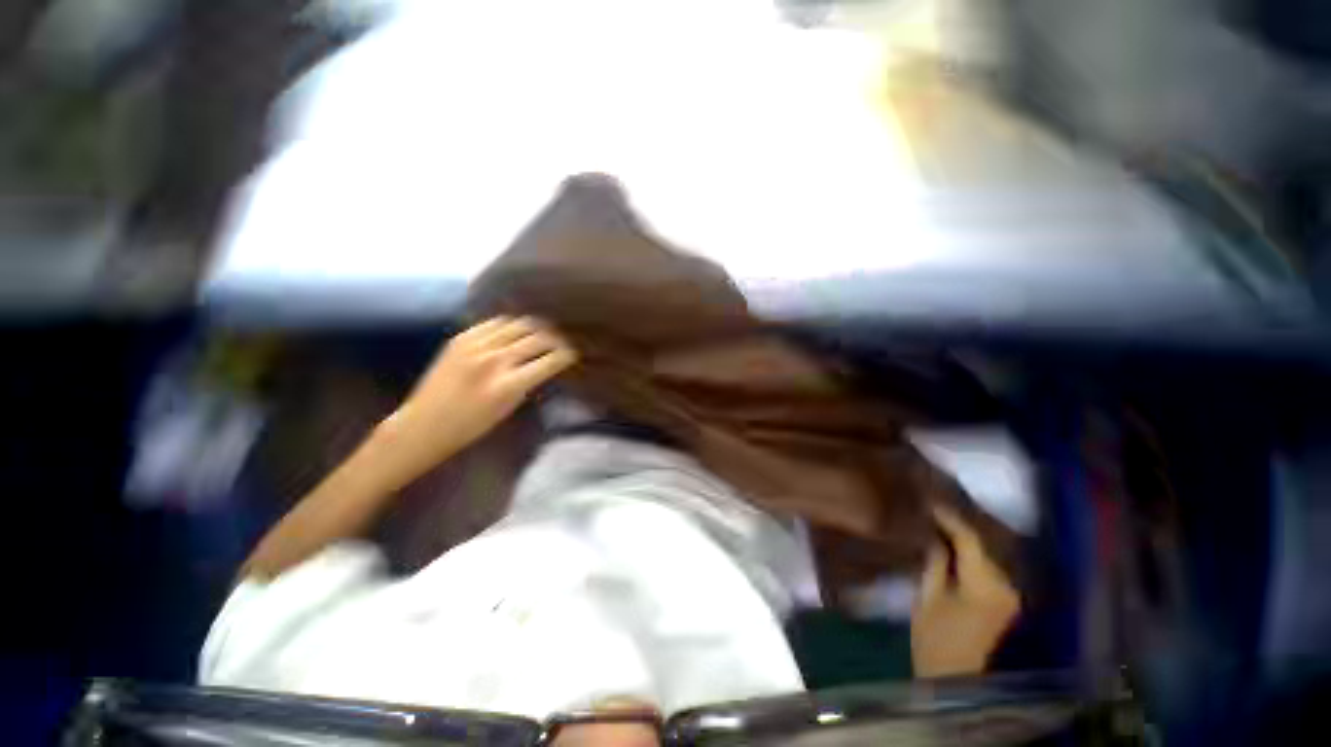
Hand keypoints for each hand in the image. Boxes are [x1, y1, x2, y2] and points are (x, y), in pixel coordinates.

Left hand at [383, 316, 576, 470]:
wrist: (423, 424)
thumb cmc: (470, 426)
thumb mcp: (508, 408)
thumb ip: (529, 382)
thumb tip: (546, 362)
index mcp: (508, 384)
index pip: (551, 360)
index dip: (568, 354)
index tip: (574, 353)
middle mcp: (494, 360)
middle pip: (538, 337)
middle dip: (556, 338)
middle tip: (563, 341)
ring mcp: (475, 345)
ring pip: (518, 323)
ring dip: (536, 327)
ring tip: (543, 331)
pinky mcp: (461, 338)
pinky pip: (495, 322)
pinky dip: (512, 324)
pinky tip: (517, 329)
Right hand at [911, 505, 1020, 677]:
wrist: (955, 679)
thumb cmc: (934, 639)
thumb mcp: (926, 597)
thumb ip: (934, 563)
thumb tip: (933, 536)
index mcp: (984, 587)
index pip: (970, 540)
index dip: (949, 519)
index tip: (930, 503)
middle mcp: (1006, 588)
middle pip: (982, 546)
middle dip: (957, 528)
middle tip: (932, 512)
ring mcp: (1010, 596)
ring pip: (986, 556)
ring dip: (965, 542)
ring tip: (940, 526)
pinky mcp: (1007, 602)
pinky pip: (989, 569)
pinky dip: (972, 557)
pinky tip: (954, 548)